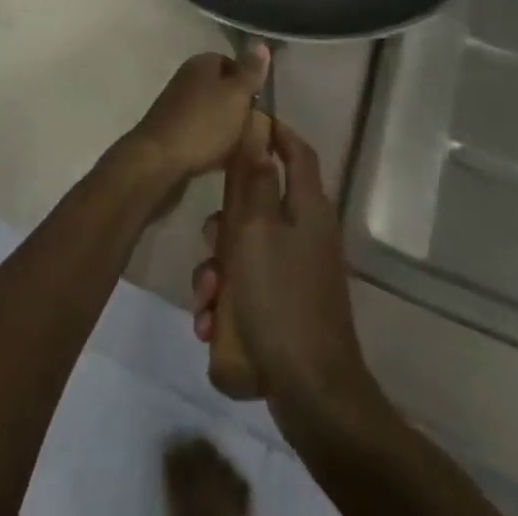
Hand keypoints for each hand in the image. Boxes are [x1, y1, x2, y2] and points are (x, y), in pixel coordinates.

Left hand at [118, 46, 269, 187]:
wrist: (158, 161)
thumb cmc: (203, 124)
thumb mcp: (235, 96)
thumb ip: (250, 73)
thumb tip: (262, 45)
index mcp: (201, 64)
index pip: (232, 62)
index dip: (249, 82)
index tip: (262, 104)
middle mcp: (187, 78)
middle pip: (223, 89)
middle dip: (240, 108)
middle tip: (257, 128)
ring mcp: (177, 105)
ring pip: (213, 112)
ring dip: (228, 128)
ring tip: (245, 148)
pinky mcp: (172, 131)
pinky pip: (201, 132)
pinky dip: (214, 143)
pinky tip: (225, 160)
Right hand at [190, 119, 372, 421]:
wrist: (311, 395)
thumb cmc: (279, 299)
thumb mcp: (255, 230)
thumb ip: (253, 177)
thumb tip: (258, 126)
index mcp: (307, 208)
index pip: (297, 152)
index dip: (275, 132)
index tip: (245, 122)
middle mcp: (306, 234)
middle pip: (260, 205)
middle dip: (226, 221)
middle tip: (209, 238)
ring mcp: (298, 275)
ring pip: (246, 250)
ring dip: (218, 268)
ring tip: (206, 296)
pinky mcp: (287, 308)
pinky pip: (249, 288)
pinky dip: (228, 300)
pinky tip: (211, 323)